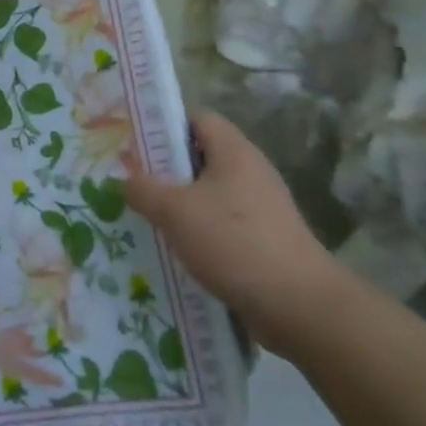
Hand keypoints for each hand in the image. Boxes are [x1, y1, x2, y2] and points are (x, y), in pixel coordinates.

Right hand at [124, 110, 342, 355]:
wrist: (299, 305)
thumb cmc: (234, 242)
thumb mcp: (176, 211)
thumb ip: (144, 189)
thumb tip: (126, 180)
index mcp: (234, 151)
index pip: (197, 119)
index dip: (165, 127)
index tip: (135, 145)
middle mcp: (250, 172)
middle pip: (201, 158)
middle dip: (166, 171)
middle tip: (132, 185)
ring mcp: (260, 209)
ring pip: (209, 196)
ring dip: (180, 208)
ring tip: (145, 222)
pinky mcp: (264, 241)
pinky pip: (222, 227)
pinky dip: (198, 236)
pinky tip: (175, 254)